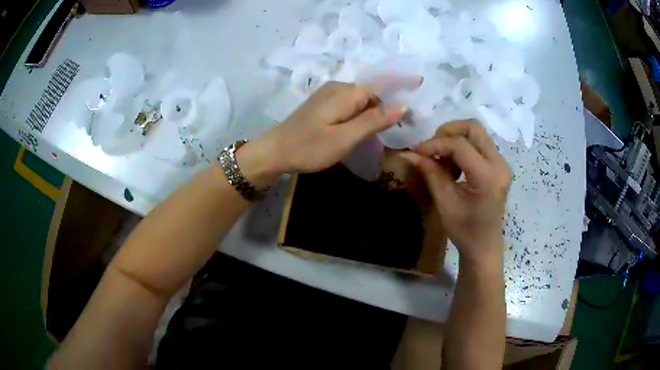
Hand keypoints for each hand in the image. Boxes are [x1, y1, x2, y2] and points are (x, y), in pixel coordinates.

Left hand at [237, 80, 419, 186]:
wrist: (274, 151)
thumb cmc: (309, 147)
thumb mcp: (345, 138)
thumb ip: (374, 120)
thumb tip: (403, 105)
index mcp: (346, 92)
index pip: (382, 83)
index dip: (402, 82)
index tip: (420, 81)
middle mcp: (339, 87)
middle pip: (372, 92)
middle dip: (390, 104)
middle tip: (406, 124)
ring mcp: (329, 94)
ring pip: (362, 99)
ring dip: (376, 110)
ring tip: (390, 128)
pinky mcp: (324, 104)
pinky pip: (351, 104)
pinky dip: (363, 113)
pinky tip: (366, 127)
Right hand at [401, 120, 511, 268]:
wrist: (484, 246)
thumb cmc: (465, 231)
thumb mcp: (445, 203)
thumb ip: (430, 173)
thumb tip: (408, 154)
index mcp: (488, 177)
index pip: (460, 145)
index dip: (435, 144)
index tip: (417, 152)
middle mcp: (500, 164)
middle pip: (473, 128)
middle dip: (447, 132)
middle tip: (431, 148)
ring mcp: (502, 163)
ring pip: (476, 133)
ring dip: (454, 139)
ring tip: (441, 160)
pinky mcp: (499, 165)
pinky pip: (479, 144)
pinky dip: (462, 147)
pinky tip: (452, 165)